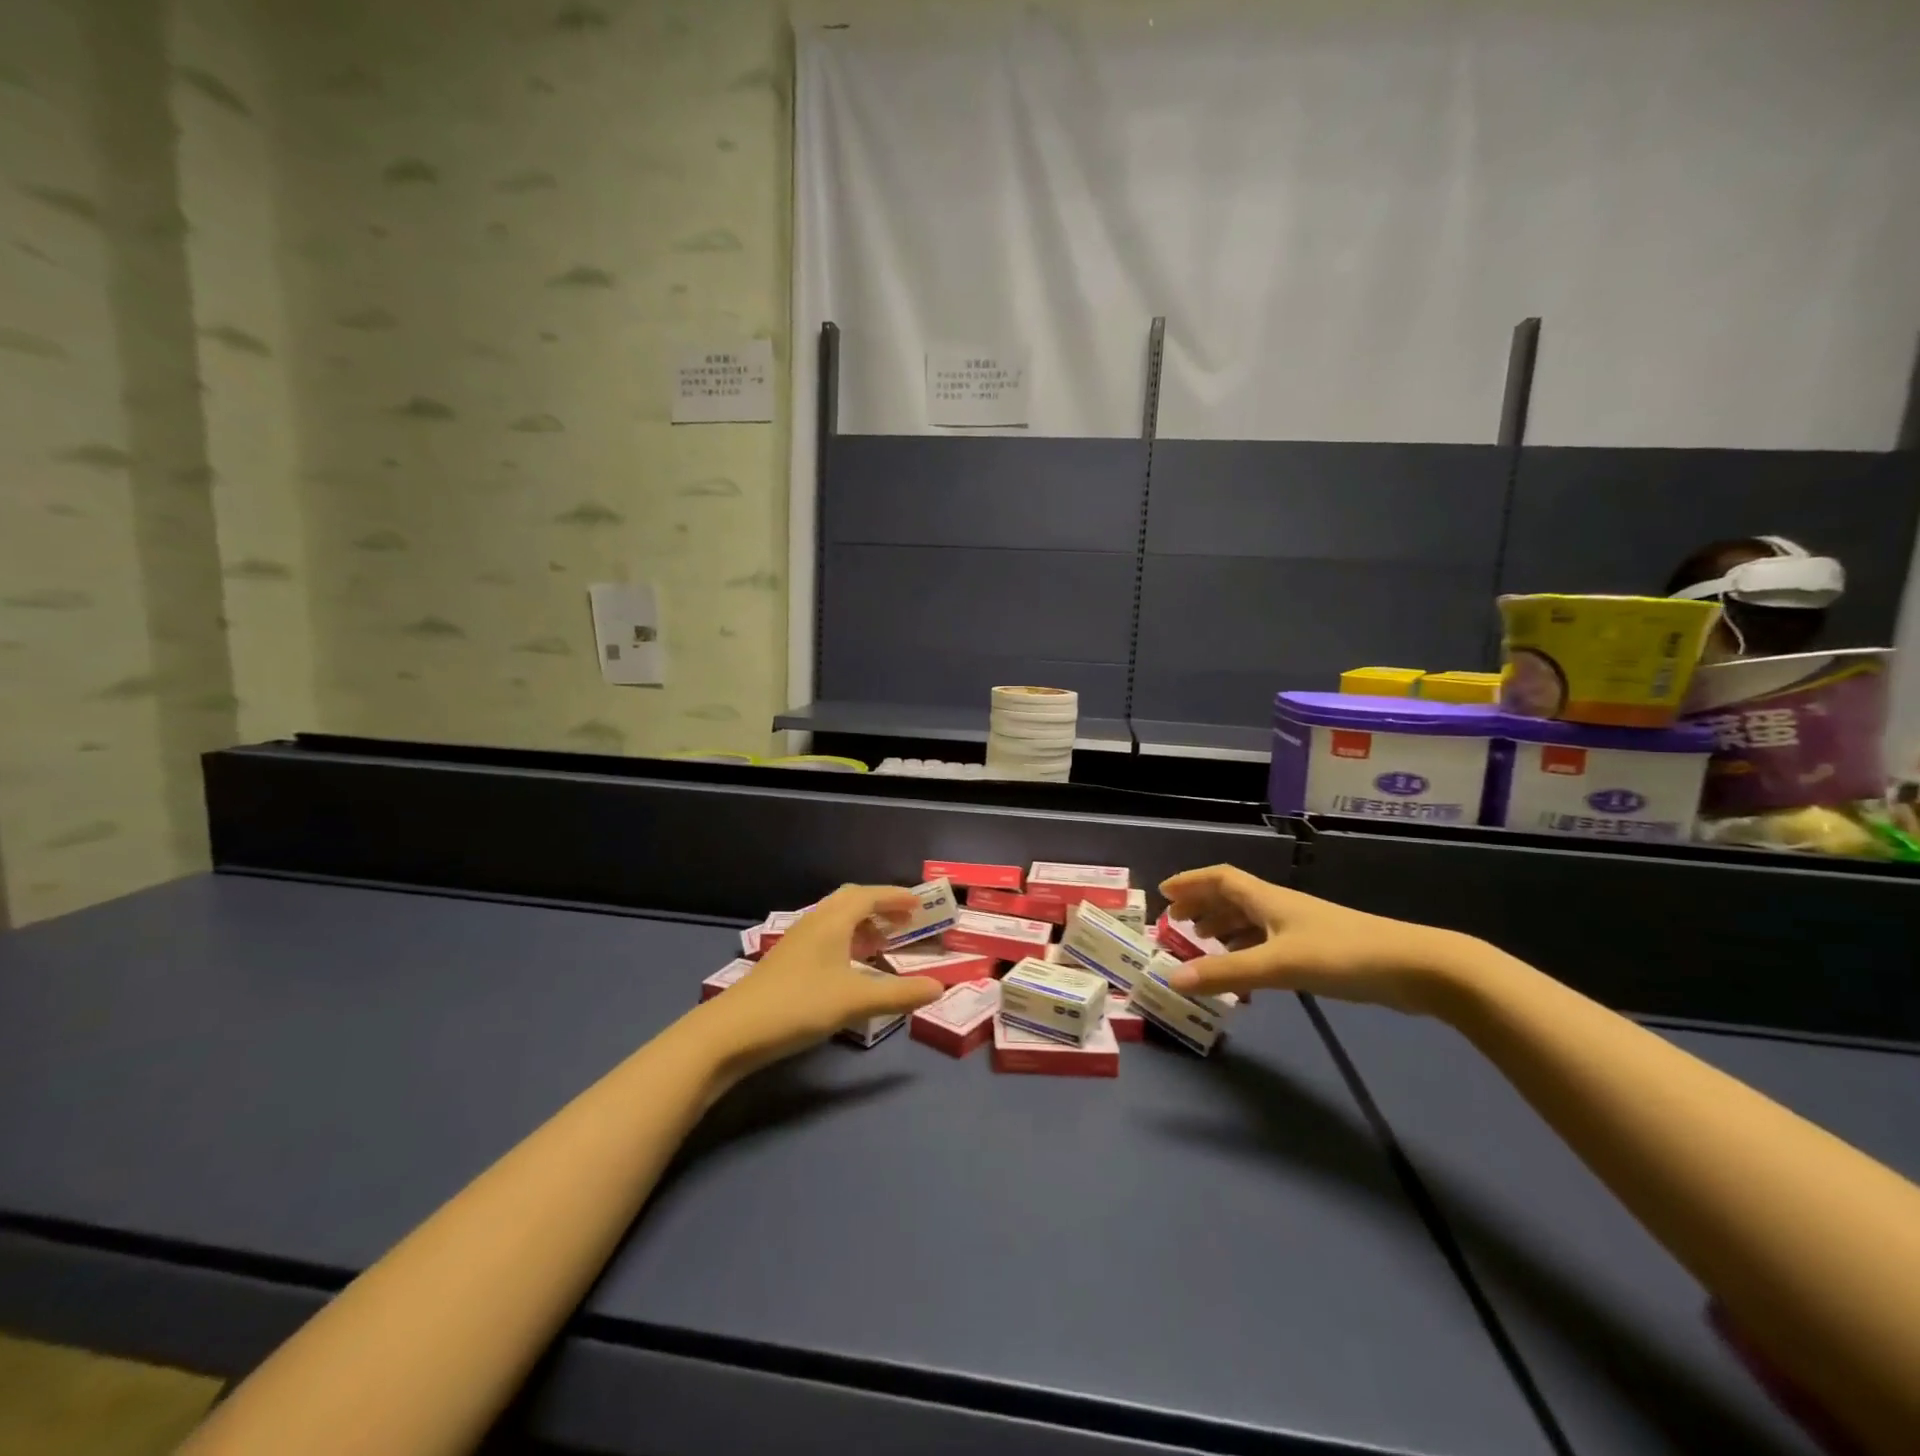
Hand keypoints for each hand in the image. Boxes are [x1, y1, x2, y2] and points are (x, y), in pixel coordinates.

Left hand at [698, 885, 944, 1071]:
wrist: (732, 1031)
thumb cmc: (798, 1005)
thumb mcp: (855, 1001)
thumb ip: (899, 994)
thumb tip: (938, 987)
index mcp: (832, 921)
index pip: (868, 895)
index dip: (895, 897)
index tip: (919, 905)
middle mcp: (814, 923)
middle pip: (850, 901)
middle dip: (879, 906)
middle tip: (904, 922)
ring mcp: (796, 942)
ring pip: (835, 920)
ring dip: (862, 924)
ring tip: (883, 944)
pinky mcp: (786, 962)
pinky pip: (825, 937)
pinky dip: (846, 941)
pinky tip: (851, 967)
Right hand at [1157, 865, 1473, 1014]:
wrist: (1416, 968)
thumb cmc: (1342, 954)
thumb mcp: (1277, 965)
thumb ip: (1224, 973)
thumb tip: (1171, 979)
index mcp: (1267, 899)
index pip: (1220, 878)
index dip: (1190, 882)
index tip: (1163, 893)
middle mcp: (1280, 907)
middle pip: (1232, 897)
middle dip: (1202, 906)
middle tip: (1175, 923)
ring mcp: (1301, 928)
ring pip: (1251, 921)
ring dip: (1223, 928)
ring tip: (1201, 945)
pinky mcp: (1318, 950)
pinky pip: (1267, 942)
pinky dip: (1246, 950)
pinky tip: (1243, 970)